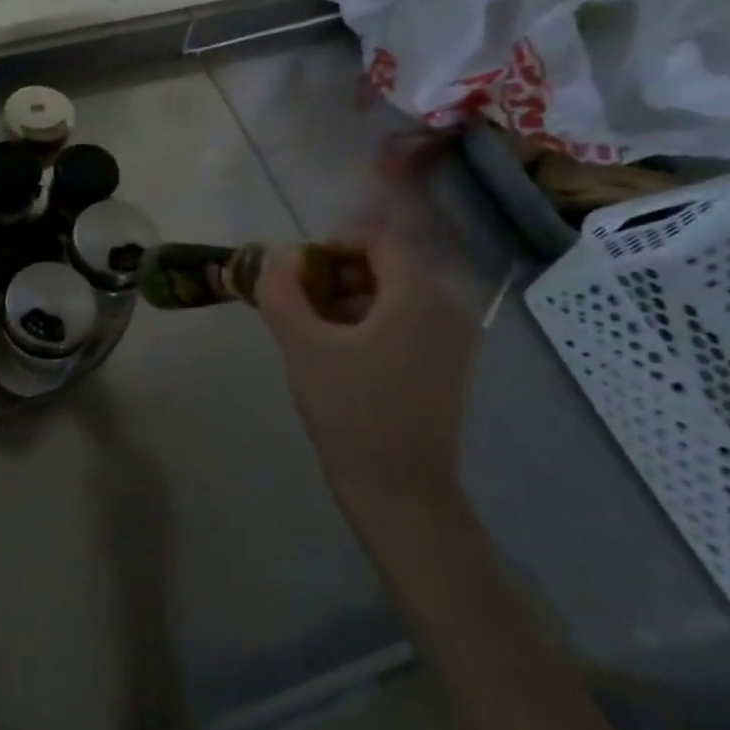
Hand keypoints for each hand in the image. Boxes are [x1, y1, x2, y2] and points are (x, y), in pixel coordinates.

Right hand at [254, 201, 479, 515]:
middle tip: (297, 302)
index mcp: (420, 296)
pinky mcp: (446, 365)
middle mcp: (448, 308)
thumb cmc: (351, 409)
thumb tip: (276, 259)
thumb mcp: (303, 345)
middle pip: (387, 266)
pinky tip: (337, 352)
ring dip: (348, 299)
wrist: (398, 488)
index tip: (296, 272)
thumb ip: (282, 293)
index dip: (332, 245)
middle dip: (337, 275)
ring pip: (393, 295)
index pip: (378, 242)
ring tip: (310, 329)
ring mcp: (452, 339)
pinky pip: (405, 322)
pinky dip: (368, 323)